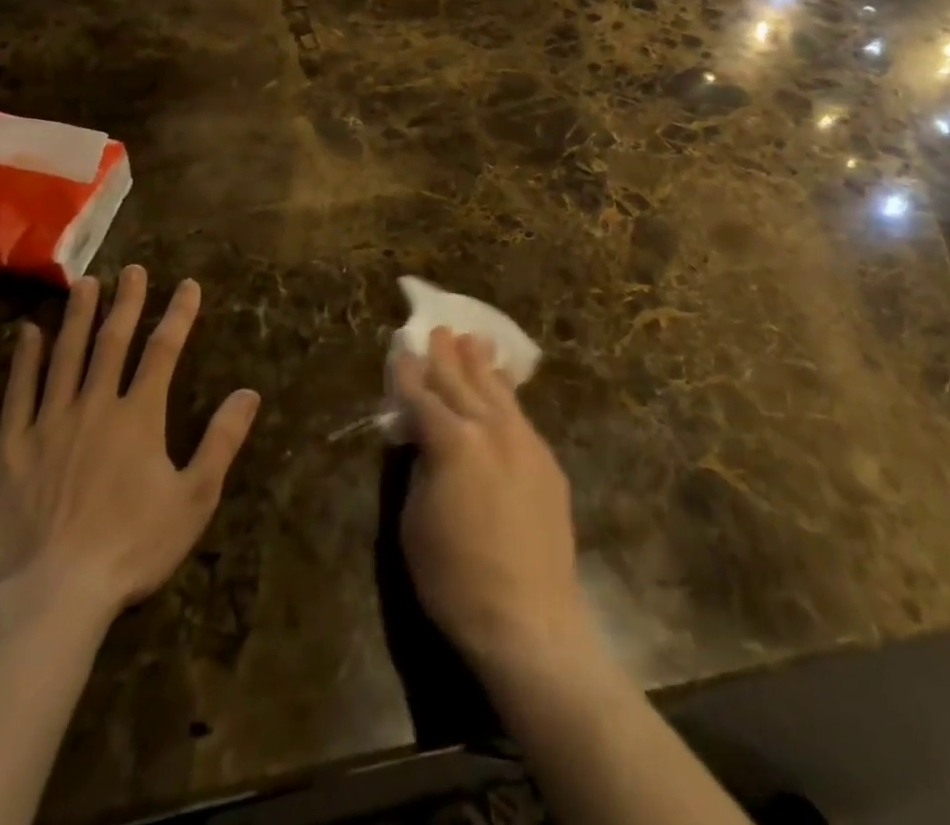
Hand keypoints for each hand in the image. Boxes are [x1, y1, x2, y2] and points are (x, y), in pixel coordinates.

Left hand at [0, 267, 260, 620]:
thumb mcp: (194, 498)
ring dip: (77, 317)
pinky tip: (26, 332)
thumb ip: (221, 441)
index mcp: (140, 416)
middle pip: (112, 342)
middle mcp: (95, 406)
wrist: (52, 595)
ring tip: (85, 284)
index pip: (163, 351)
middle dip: (126, 303)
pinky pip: (17, 393)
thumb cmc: (131, 547)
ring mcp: (49, 423)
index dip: (178, 315)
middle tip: (132, 270)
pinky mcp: (11, 448)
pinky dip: (23, 359)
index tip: (188, 285)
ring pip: (65, 356)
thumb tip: (248, 393)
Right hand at [391, 329, 593, 671]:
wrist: (529, 619)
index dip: (409, 374)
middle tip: (439, 329)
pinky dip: (507, 395)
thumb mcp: (414, 522)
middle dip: (447, 355)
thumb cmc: (456, 578)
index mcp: (451, 442)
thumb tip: (423, 441)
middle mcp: (489, 429)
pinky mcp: (546, 461)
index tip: (402, 350)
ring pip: (497, 391)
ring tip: (474, 340)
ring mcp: (524, 442)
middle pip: (462, 382)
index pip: (422, 397)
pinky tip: (503, 389)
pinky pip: (521, 415)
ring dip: (482, 365)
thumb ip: (419, 468)